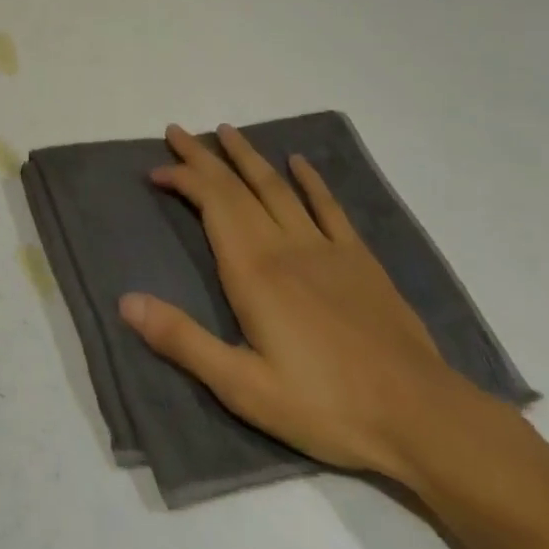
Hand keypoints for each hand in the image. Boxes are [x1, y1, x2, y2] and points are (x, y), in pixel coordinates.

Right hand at [119, 124, 475, 479]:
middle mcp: (284, 245)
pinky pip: (329, 208)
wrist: (421, 417)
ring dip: (248, 157)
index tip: (155, 171)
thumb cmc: (325, 405)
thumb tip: (126, 300)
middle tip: (177, 131)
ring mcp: (325, 248)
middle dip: (203, 157)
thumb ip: (182, 340)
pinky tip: (298, 162)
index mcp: (253, 270)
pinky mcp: (359, 260)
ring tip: (226, 131)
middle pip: (237, 187)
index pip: (210, 203)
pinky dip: (311, 181)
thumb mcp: (243, 386)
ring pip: (277, 187)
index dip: (182, 179)